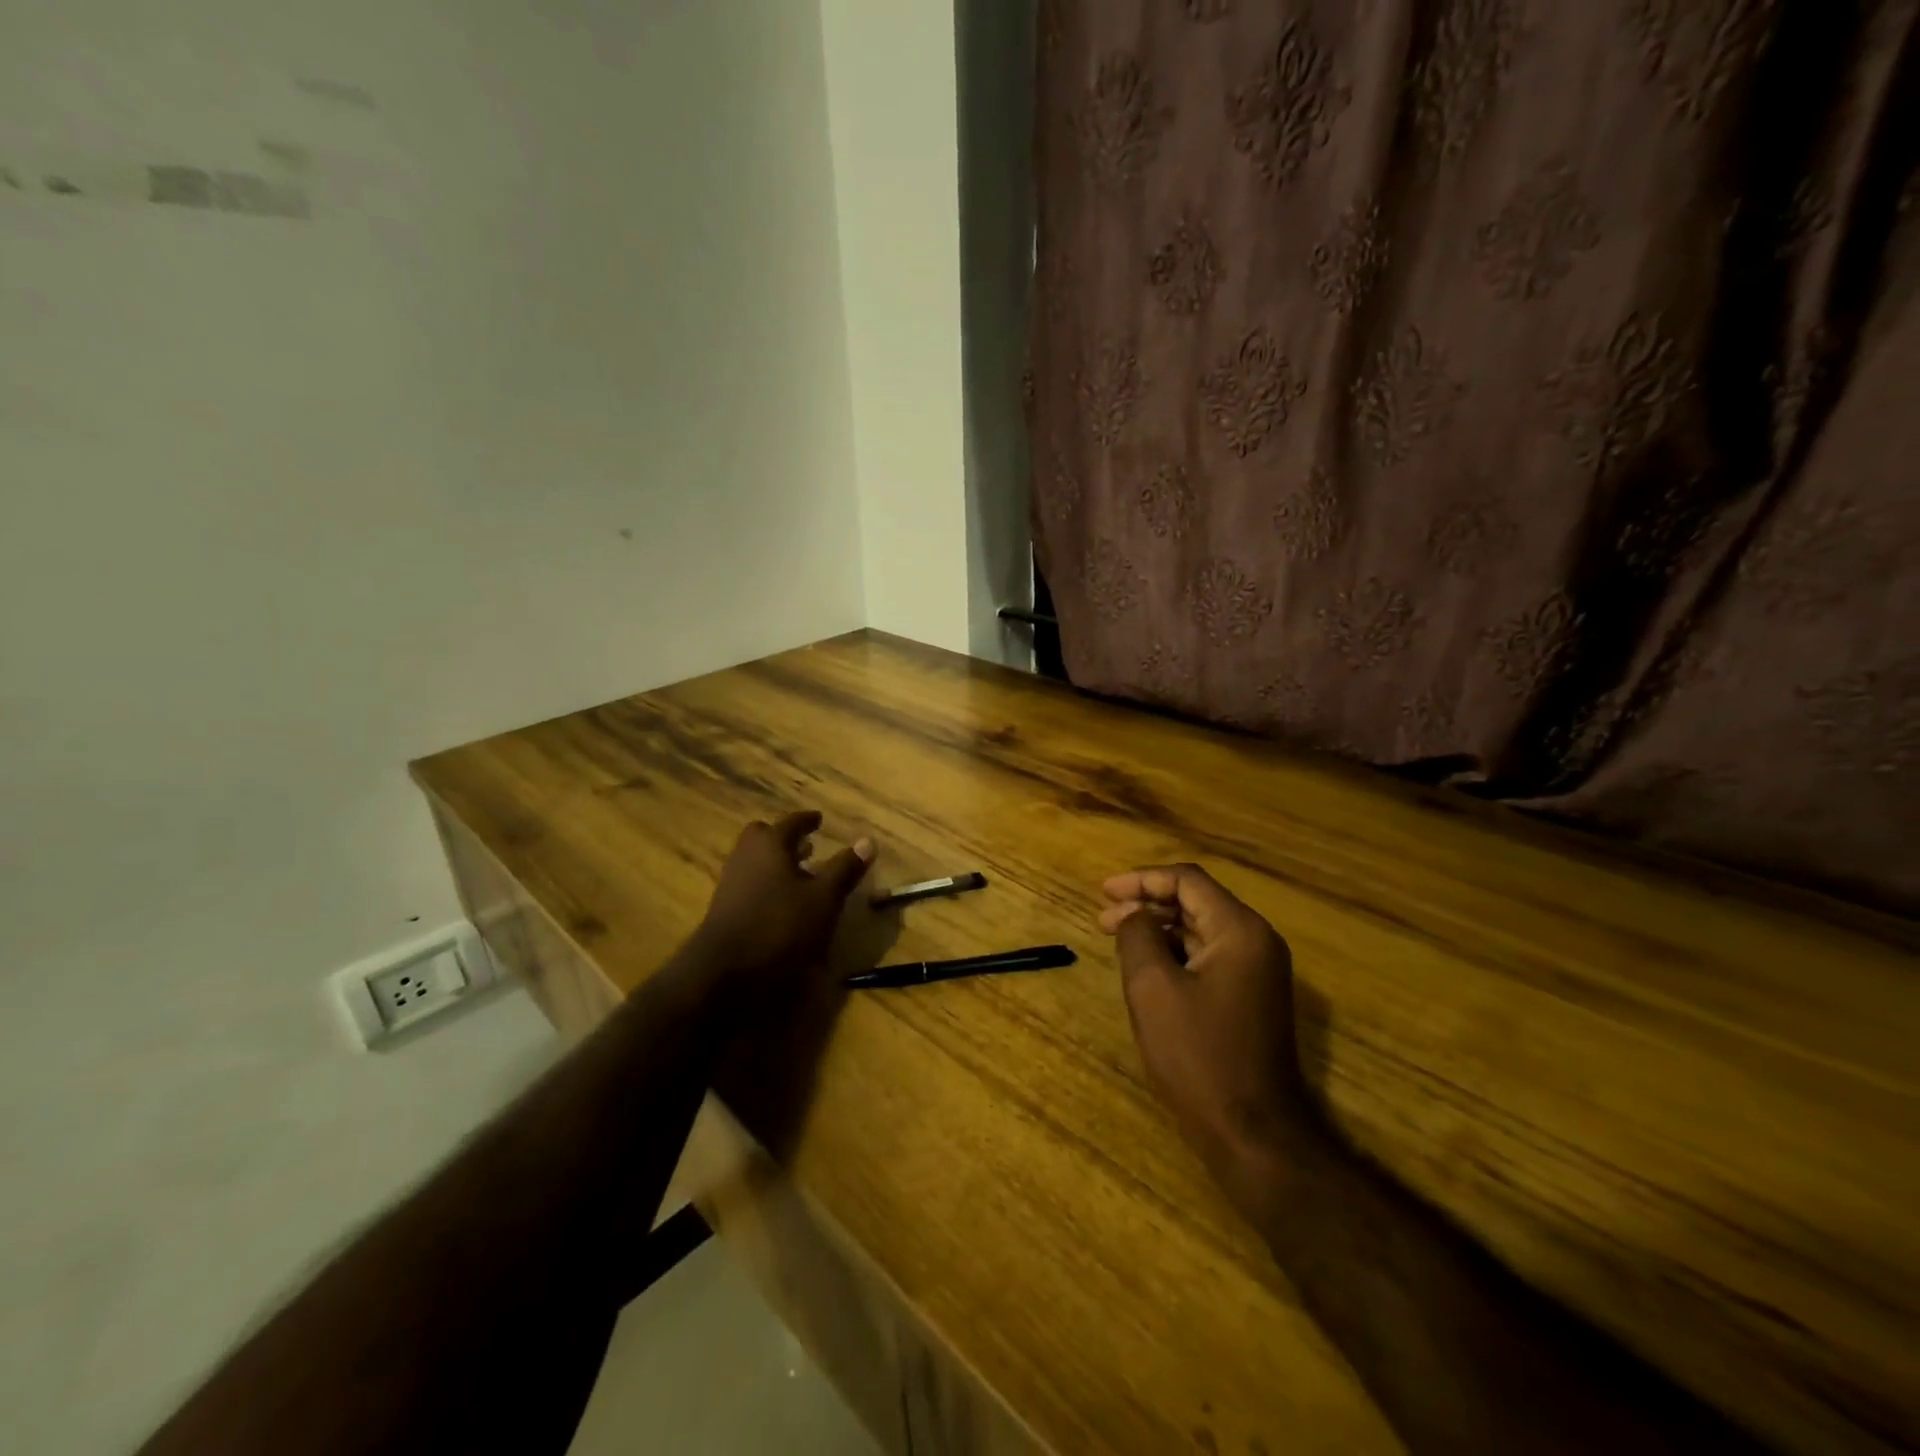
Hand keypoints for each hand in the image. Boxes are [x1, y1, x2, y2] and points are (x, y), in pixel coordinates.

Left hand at [693, 812, 874, 1013]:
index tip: (819, 819)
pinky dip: (766, 884)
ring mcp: (730, 882)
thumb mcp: (824, 899)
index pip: (792, 822)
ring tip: (799, 876)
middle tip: (806, 846)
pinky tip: (782, 904)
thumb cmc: (780, 926)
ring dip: (776, 863)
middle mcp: (745, 856)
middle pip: (763, 837)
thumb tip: (868, 841)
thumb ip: (844, 869)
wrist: (724, 972)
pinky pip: (749, 883)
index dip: (808, 820)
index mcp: (769, 844)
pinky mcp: (724, 908)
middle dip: (784, 839)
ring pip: (755, 861)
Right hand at [1100, 863, 1310, 1182]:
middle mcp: (1256, 942)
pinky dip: (1175, 953)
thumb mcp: (1153, 988)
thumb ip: (1138, 936)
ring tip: (1117, 939)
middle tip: (1104, 918)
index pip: (1187, 880)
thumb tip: (1132, 914)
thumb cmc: (1199, 1055)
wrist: (1253, 1133)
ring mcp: (1258, 972)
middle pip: (1196, 902)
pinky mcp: (1251, 998)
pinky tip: (1146, 967)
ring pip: (1201, 930)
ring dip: (1159, 928)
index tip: (1103, 892)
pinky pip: (1209, 957)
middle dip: (1147, 903)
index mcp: (1240, 931)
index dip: (1141, 879)